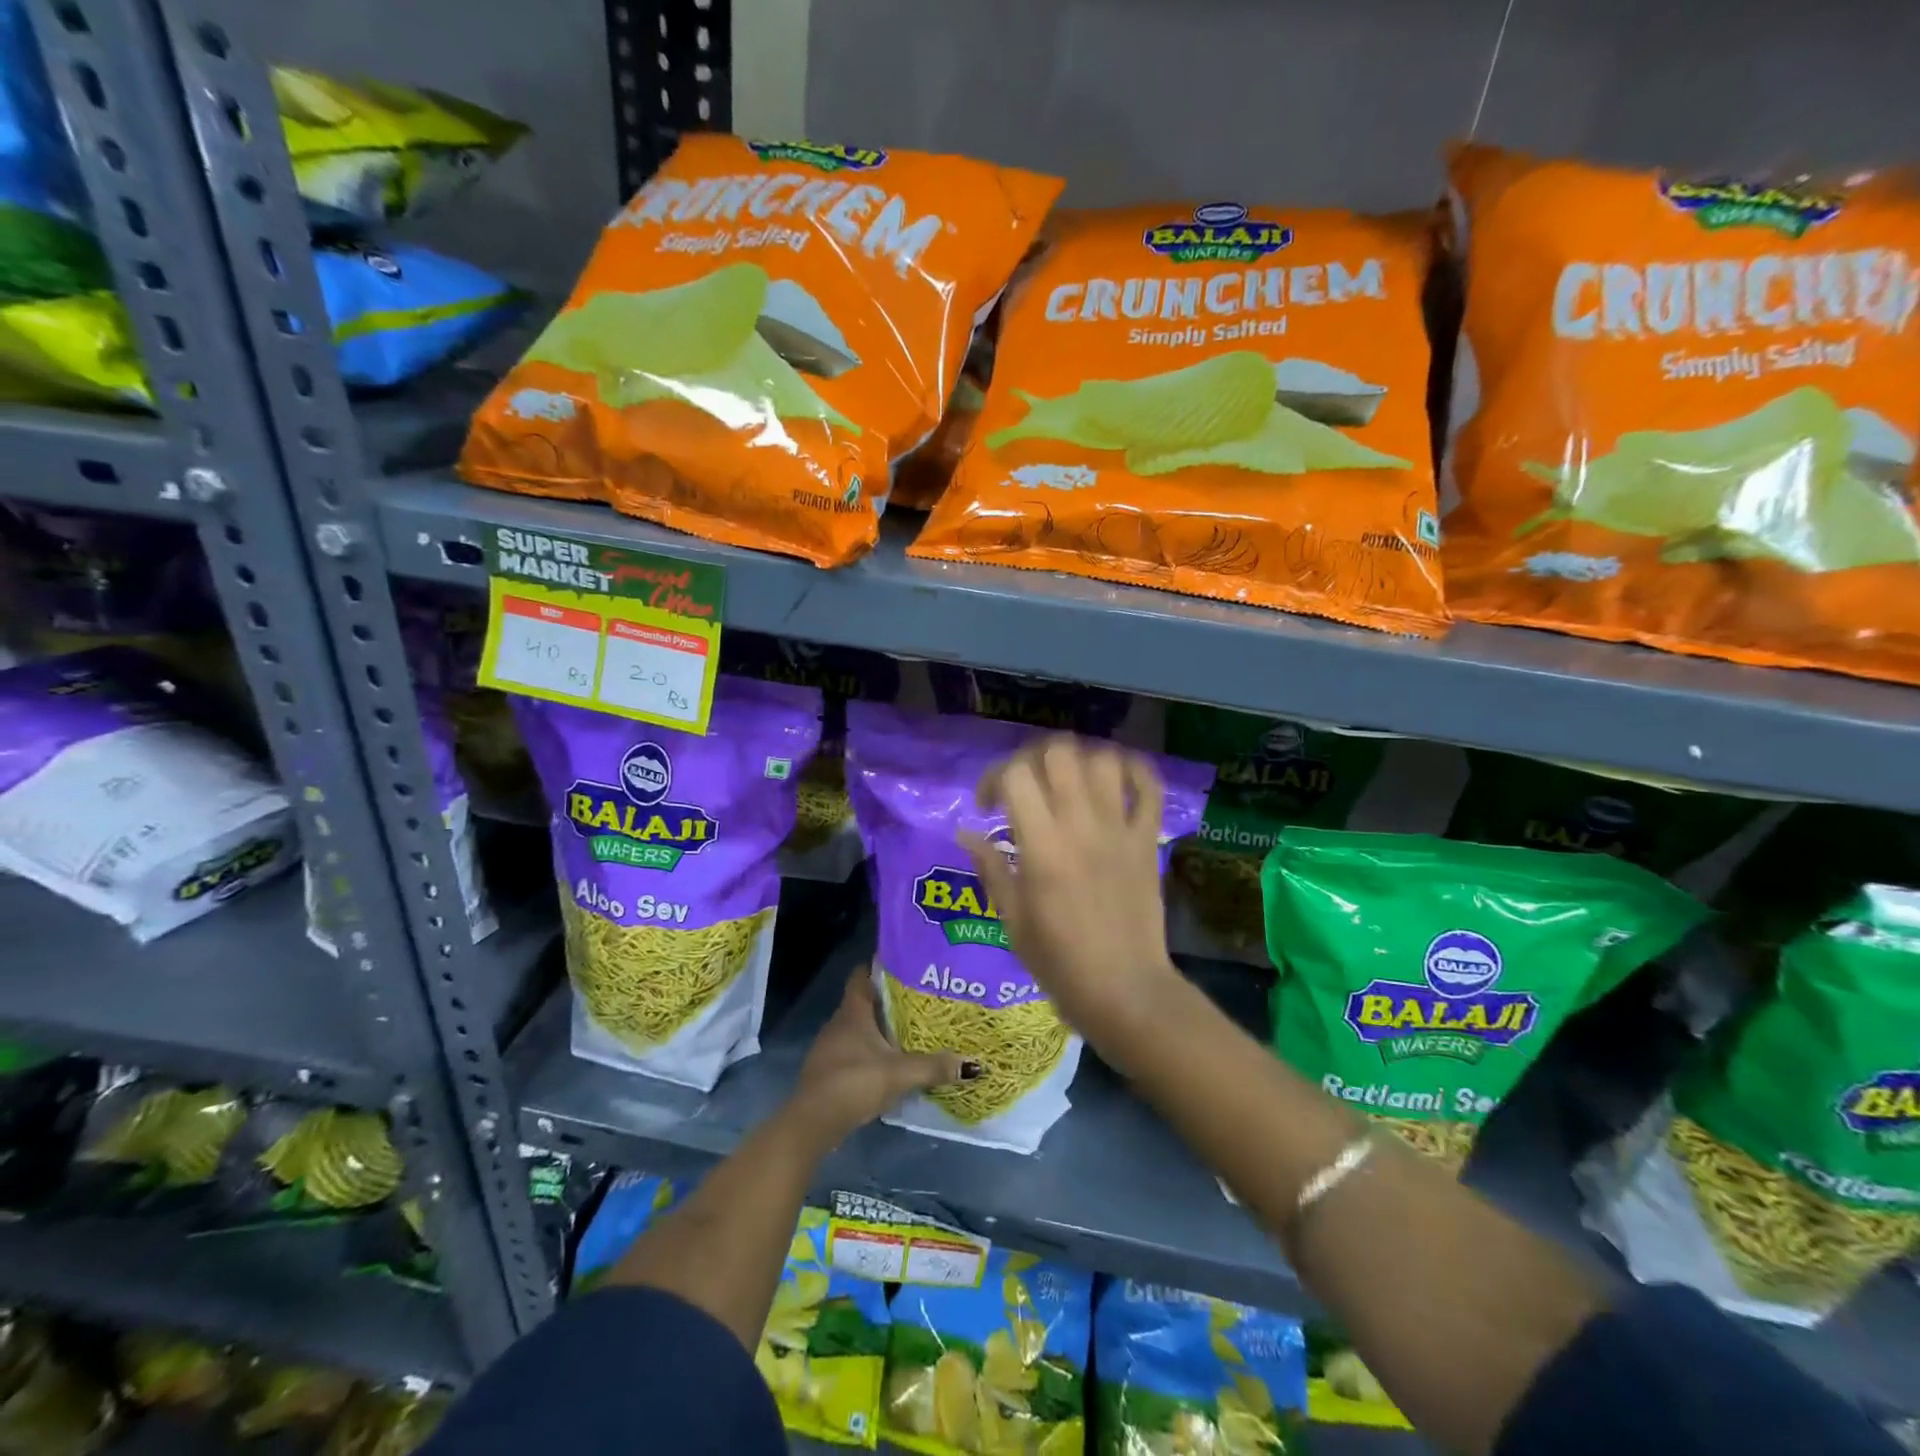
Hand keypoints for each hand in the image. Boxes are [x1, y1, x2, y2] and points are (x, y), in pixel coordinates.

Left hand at [787, 972, 970, 1151]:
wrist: (812, 1123)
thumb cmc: (853, 1082)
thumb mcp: (899, 1073)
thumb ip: (934, 1066)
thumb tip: (974, 1064)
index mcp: (853, 1011)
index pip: (862, 975)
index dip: (880, 967)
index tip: (906, 966)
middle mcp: (839, 1022)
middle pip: (865, 1001)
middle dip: (889, 1000)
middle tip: (921, 1000)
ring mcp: (831, 1047)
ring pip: (860, 1028)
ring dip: (881, 1028)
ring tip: (912, 1030)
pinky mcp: (830, 1070)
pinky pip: (855, 1050)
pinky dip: (872, 1051)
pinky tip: (891, 1062)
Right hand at [963, 735, 1182, 1052]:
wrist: (1124, 991)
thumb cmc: (1059, 962)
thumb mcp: (1011, 919)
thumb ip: (990, 868)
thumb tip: (965, 832)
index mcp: (1042, 846)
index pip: (1015, 776)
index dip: (993, 778)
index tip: (988, 807)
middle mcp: (1082, 825)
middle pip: (1059, 752)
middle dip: (1033, 758)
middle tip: (1026, 785)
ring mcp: (1120, 829)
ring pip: (1103, 759)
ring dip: (1079, 760)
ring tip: (1065, 781)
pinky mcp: (1148, 839)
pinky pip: (1149, 787)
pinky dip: (1133, 770)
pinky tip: (1113, 777)